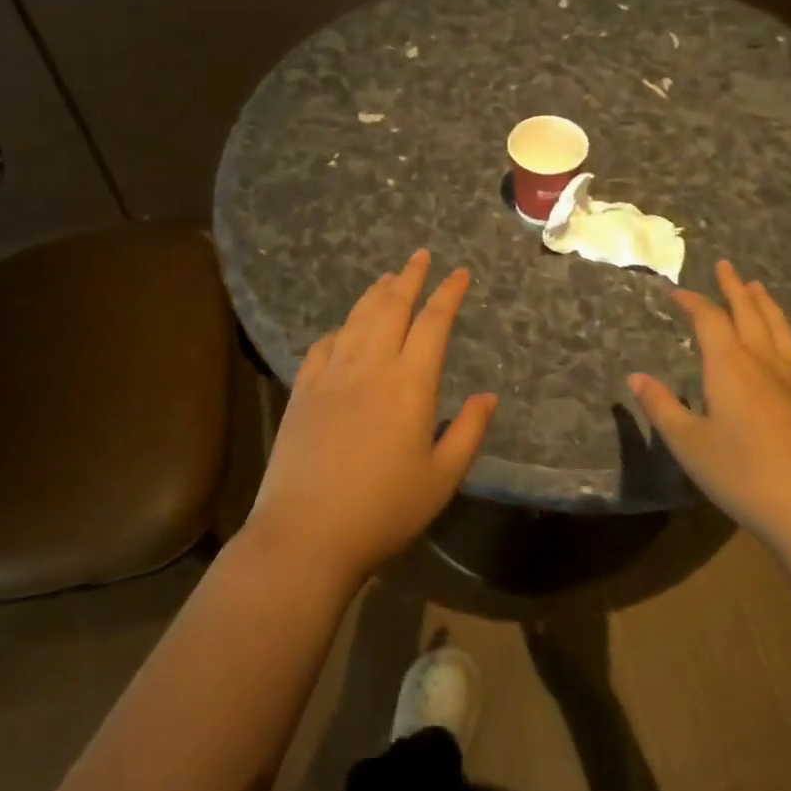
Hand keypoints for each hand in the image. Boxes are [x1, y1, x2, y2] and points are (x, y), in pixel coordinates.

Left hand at [243, 249, 496, 589]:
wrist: (305, 534)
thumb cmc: (384, 512)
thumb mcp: (441, 479)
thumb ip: (468, 433)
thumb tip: (487, 396)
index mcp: (410, 384)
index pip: (433, 323)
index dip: (448, 294)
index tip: (459, 273)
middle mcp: (370, 366)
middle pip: (391, 307)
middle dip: (410, 277)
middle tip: (420, 256)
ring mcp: (331, 376)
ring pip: (357, 319)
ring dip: (375, 294)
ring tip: (388, 278)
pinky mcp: (303, 391)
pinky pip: (324, 346)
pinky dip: (340, 329)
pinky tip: (344, 329)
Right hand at [629, 259, 790, 540]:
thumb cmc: (745, 475)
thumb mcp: (690, 445)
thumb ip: (662, 408)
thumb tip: (635, 377)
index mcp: (731, 367)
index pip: (710, 320)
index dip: (693, 302)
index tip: (676, 291)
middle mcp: (765, 364)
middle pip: (751, 314)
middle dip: (735, 288)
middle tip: (727, 266)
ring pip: (780, 330)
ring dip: (765, 305)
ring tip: (758, 288)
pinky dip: (784, 334)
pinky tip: (784, 347)